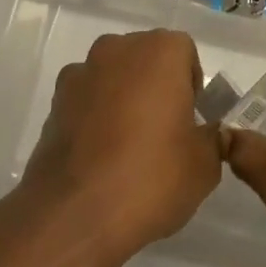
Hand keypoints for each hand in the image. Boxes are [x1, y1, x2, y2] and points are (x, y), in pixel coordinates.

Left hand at [18, 30, 220, 262]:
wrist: (74, 216)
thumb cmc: (151, 178)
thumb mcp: (205, 164)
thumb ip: (212, 139)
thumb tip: (209, 135)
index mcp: (159, 51)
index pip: (184, 53)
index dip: (191, 86)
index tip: (191, 120)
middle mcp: (116, 50)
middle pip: (145, 59)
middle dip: (156, 87)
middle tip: (165, 132)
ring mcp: (79, 75)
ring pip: (113, 78)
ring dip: (123, 100)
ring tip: (129, 148)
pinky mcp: (53, 105)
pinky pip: (86, 102)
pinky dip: (95, 118)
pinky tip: (101, 158)